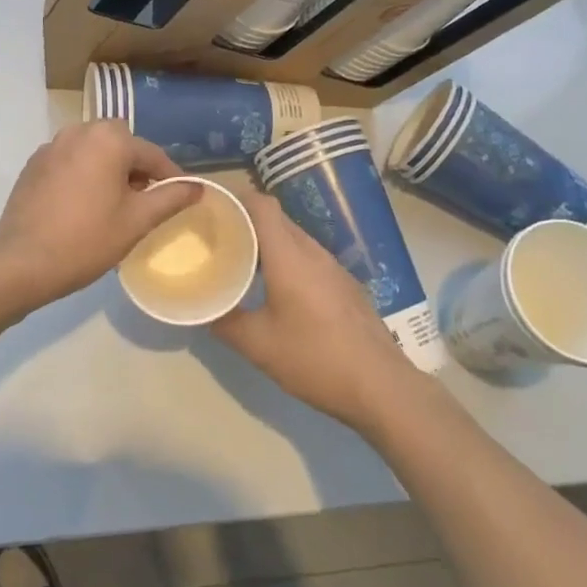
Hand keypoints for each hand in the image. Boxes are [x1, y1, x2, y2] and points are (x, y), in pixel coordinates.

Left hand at [0, 121, 202, 315]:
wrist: (20, 263)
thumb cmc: (86, 240)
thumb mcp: (136, 221)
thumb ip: (170, 198)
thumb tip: (198, 187)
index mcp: (108, 139)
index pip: (152, 154)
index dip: (170, 177)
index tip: (181, 198)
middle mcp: (79, 131)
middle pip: (120, 144)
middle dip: (136, 168)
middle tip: (142, 201)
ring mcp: (52, 146)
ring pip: (93, 150)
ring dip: (108, 168)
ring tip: (113, 204)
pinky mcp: (34, 164)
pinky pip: (70, 160)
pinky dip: (83, 174)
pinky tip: (81, 206)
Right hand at [213, 191, 426, 432]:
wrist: (382, 387)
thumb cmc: (315, 359)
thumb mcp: (259, 346)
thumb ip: (226, 322)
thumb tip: (204, 309)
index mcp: (289, 256)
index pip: (261, 205)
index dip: (236, 199)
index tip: (211, 208)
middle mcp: (313, 252)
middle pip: (277, 219)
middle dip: (246, 222)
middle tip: (219, 238)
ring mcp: (334, 267)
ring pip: (294, 239)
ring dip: (268, 243)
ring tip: (243, 263)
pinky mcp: (346, 285)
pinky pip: (309, 258)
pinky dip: (288, 260)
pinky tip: (278, 290)